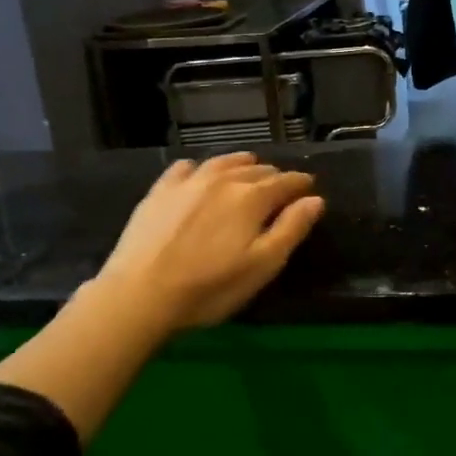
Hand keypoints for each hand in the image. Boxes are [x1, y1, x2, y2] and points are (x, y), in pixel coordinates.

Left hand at [94, 151, 325, 331]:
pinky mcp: (160, 190)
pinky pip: (187, 167)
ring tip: (249, 169)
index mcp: (252, 197)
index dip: (301, 184)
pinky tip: (200, 174)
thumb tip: (315, 199)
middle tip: (281, 187)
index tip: (309, 187)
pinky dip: (202, 167)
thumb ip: (291, 229)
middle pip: (256, 169)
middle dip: (274, 176)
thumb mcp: (262, 265)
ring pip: (223, 162)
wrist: (140, 293)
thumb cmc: (210, 287)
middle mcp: (223, 179)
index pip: (286, 181)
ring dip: (242, 165)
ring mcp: (188, 181)